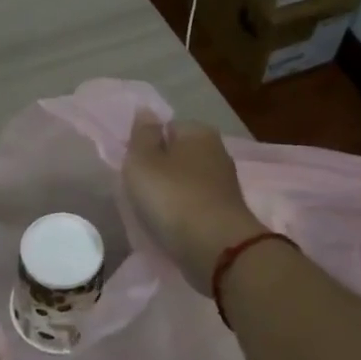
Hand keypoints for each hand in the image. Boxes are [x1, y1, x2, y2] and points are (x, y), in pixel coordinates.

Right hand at [123, 112, 267, 292]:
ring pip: (186, 181)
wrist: (217, 249)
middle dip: (159, 170)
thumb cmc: (173, 197)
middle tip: (140, 191)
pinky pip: (195, 205)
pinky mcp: (226, 212)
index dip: (147, 145)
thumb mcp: (143, 161)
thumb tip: (146, 110)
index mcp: (198, 131)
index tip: (134, 167)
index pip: (166, 127)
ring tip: (153, 212)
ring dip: (170, 194)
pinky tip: (171, 226)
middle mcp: (217, 151)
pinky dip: (182, 213)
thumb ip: (142, 135)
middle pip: (177, 155)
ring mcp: (224, 183)